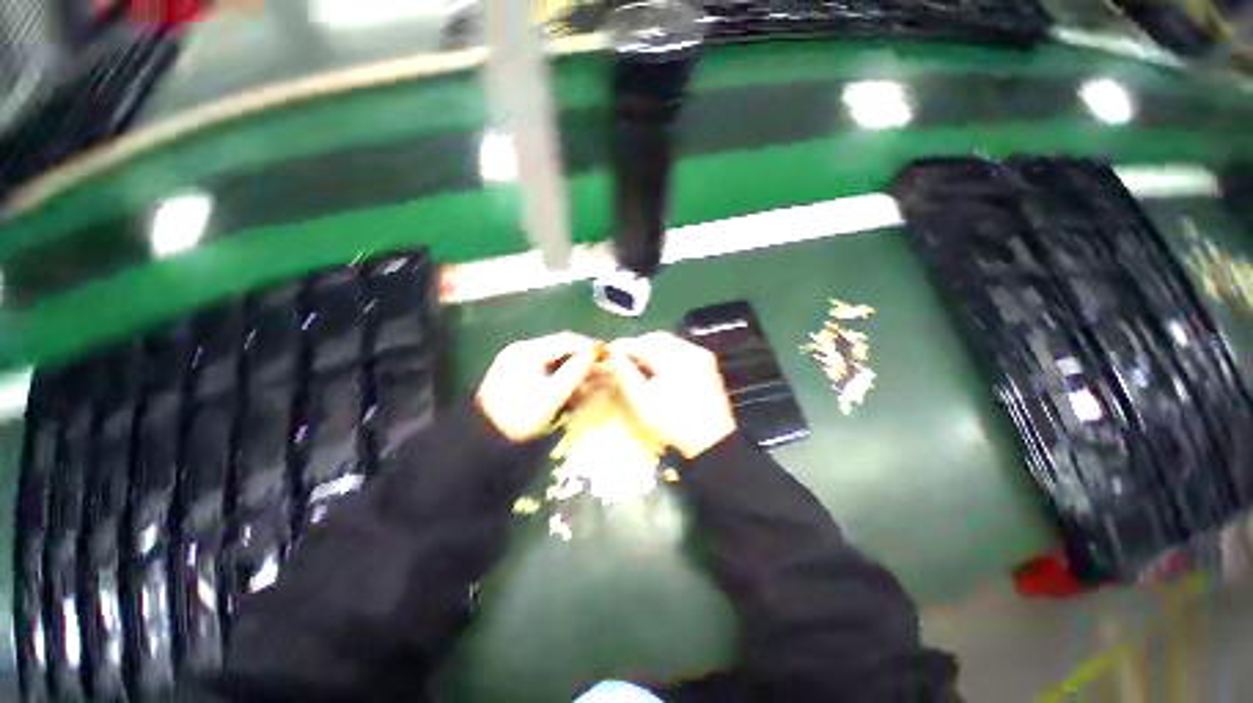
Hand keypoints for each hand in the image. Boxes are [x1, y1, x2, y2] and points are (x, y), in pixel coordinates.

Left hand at [477, 332, 599, 441]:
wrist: (484, 442)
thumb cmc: (520, 416)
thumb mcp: (551, 396)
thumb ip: (574, 372)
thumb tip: (594, 353)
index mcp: (527, 351)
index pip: (566, 341)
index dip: (588, 347)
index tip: (608, 355)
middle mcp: (521, 352)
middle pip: (560, 350)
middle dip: (582, 361)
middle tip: (601, 371)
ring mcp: (517, 365)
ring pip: (554, 362)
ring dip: (573, 371)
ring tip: (590, 384)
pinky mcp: (516, 378)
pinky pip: (545, 372)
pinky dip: (561, 379)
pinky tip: (572, 391)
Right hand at [607, 332, 736, 458]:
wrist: (711, 440)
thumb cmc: (672, 422)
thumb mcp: (642, 400)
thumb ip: (625, 373)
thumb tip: (614, 354)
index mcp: (673, 358)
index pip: (641, 343)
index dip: (623, 347)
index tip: (610, 354)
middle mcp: (689, 350)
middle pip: (656, 338)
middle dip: (638, 346)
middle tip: (624, 360)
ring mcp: (700, 355)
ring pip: (669, 342)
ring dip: (651, 349)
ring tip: (640, 366)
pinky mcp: (706, 363)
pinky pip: (680, 349)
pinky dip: (666, 355)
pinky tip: (659, 370)